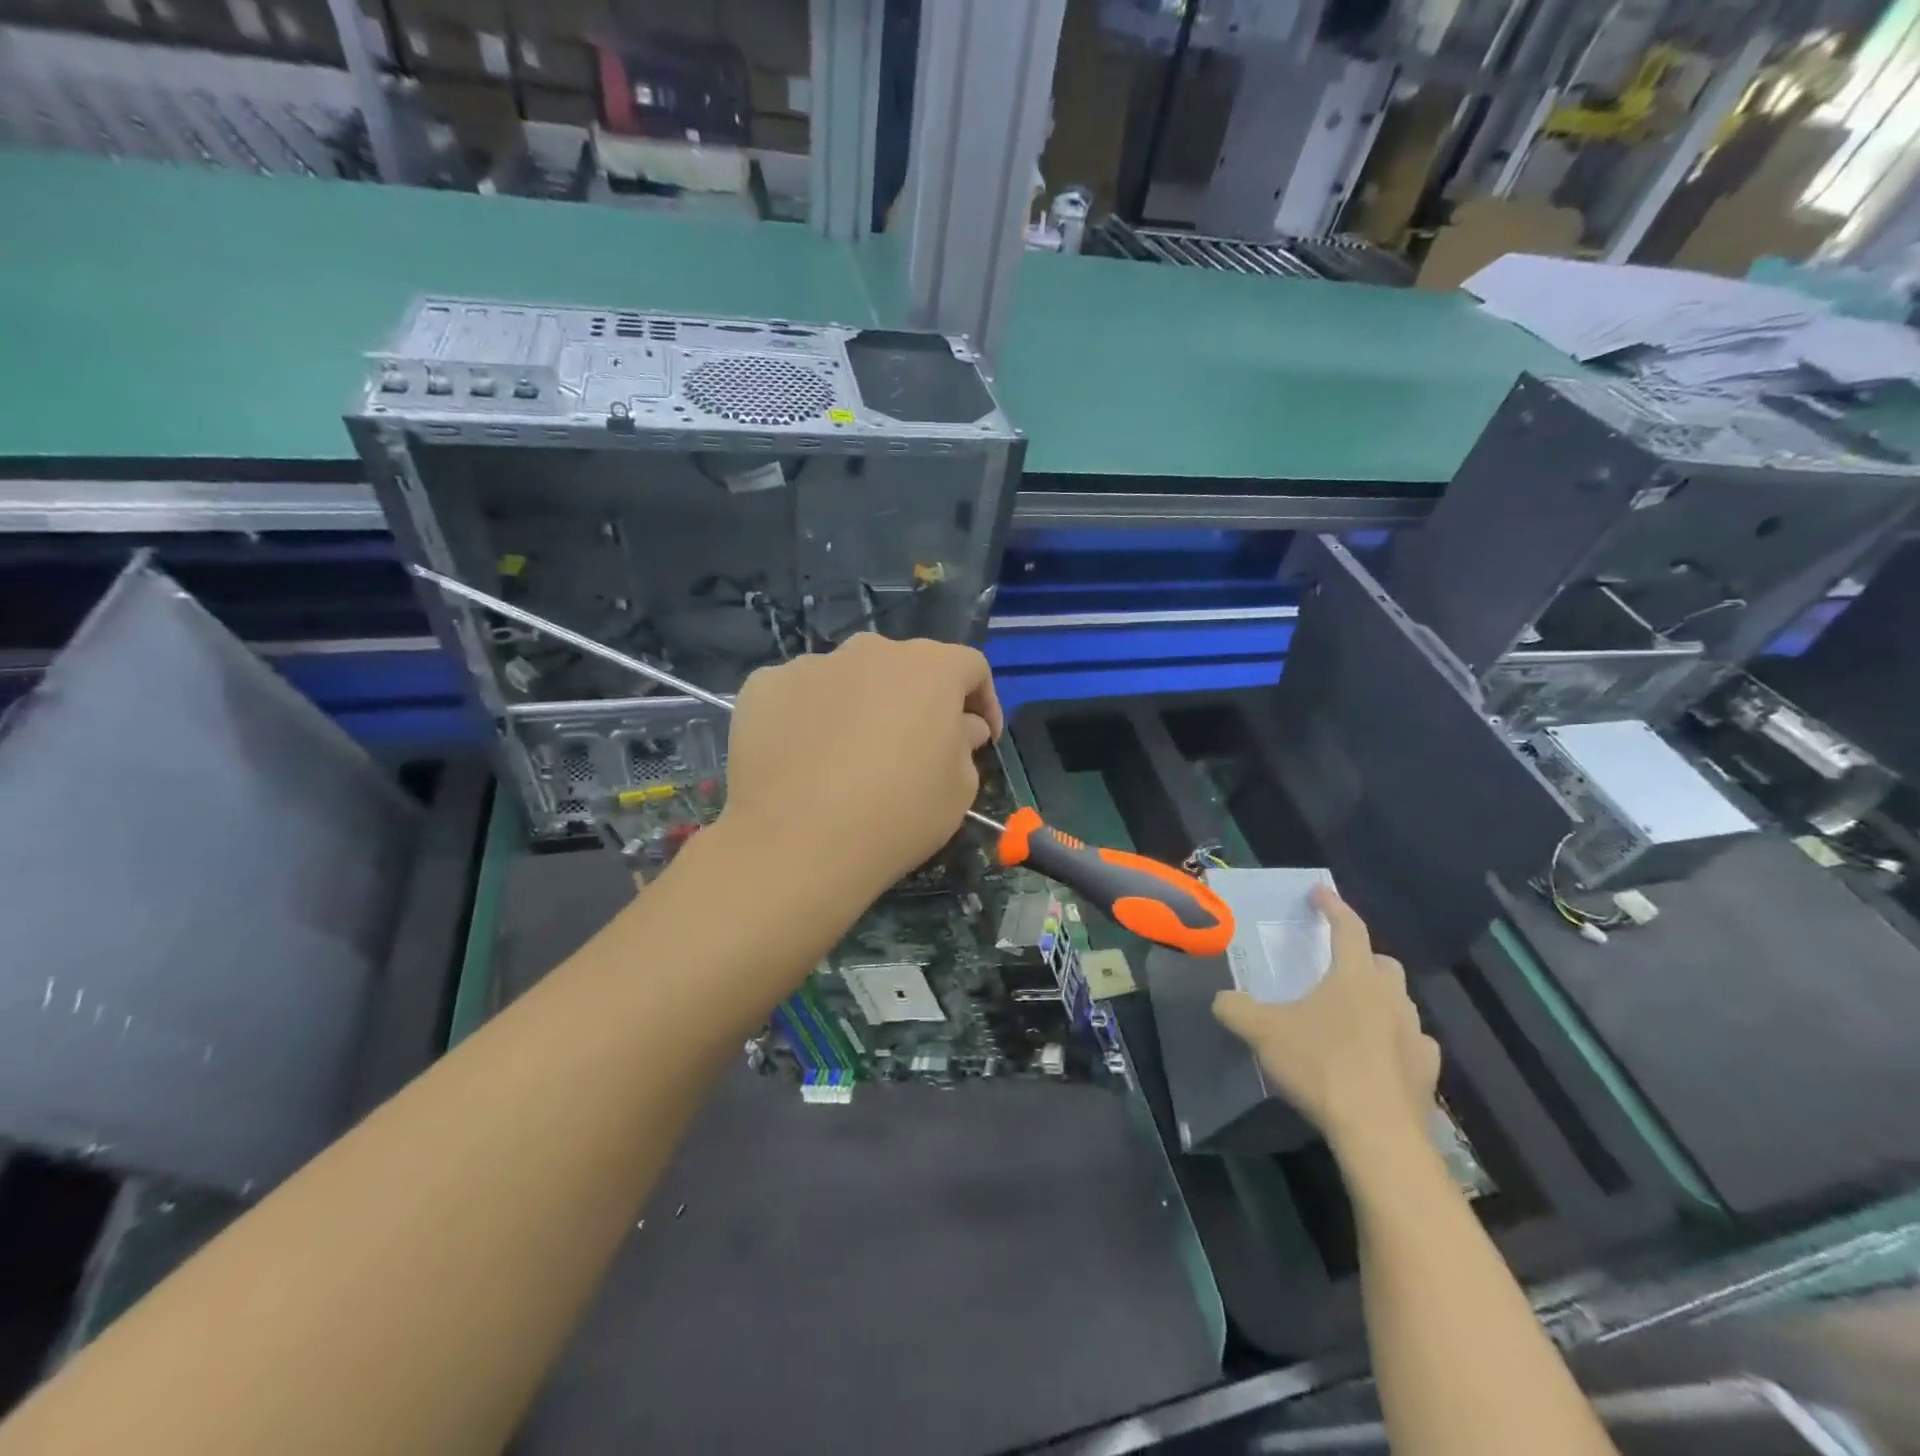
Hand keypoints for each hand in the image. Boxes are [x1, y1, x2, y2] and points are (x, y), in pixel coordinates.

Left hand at [719, 634, 1003, 900]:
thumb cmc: (897, 814)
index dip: (982, 701)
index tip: (982, 739)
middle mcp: (870, 650)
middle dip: (917, 701)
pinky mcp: (763, 686)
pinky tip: (804, 759)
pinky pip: (800, 695)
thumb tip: (959, 726)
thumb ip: (965, 743)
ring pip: (849, 679)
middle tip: (914, 747)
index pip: (969, 667)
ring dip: (861, 706)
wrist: (796, 844)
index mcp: (930, 667)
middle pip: (905, 668)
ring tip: (850, 757)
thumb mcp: (959, 789)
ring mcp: (811, 664)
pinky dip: (809, 717)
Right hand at [1212, 886, 1438, 1145]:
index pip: (1348, 927)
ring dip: (1379, 1000)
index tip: (1319, 892)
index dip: (1332, 906)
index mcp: (1354, 976)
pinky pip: (1413, 1043)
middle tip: (1337, 966)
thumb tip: (1222, 999)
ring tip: (1353, 1015)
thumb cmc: (1319, 1067)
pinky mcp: (1427, 1071)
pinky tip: (1378, 1057)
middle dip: (1362, 957)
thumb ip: (1236, 1009)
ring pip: (1400, 1002)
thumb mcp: (1262, 1032)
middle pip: (1382, 963)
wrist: (1377, 1133)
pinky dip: (1395, 1041)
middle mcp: (1391, 997)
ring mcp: (1416, 1035)